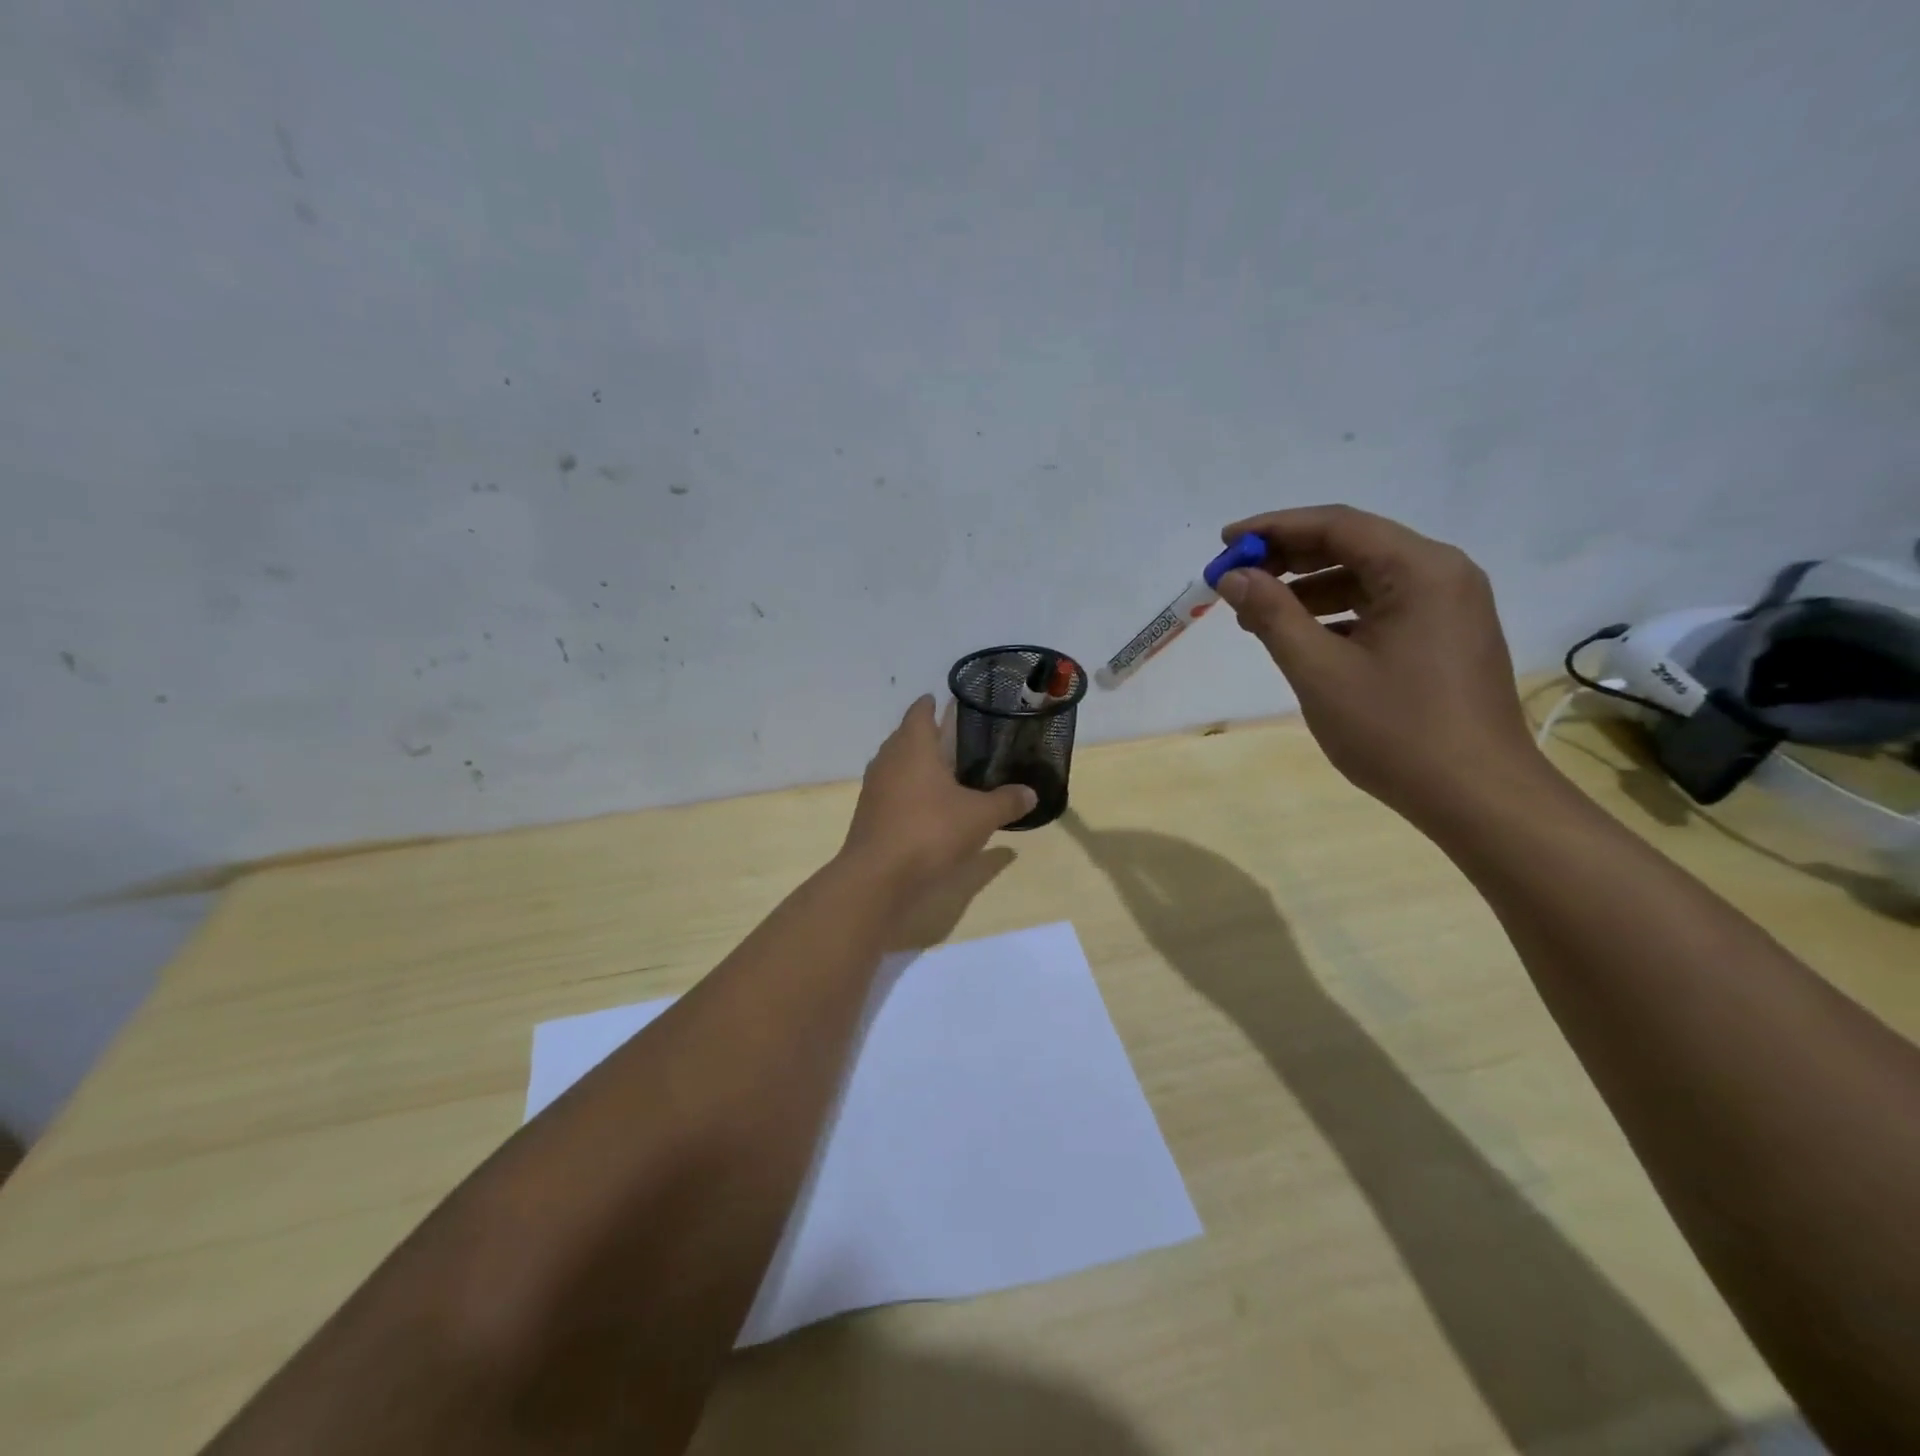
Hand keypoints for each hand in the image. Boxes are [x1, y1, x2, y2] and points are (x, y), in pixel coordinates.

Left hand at [841, 696, 1036, 892]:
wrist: (878, 875)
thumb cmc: (931, 831)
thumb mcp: (979, 817)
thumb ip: (1006, 802)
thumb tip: (1031, 793)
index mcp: (914, 747)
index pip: (919, 714)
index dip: (929, 705)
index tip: (938, 699)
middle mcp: (888, 760)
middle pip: (904, 737)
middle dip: (922, 734)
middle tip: (947, 736)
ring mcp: (873, 788)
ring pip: (894, 764)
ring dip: (912, 763)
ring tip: (938, 769)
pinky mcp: (868, 814)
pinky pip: (889, 791)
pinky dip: (905, 790)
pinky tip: (923, 805)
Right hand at [1214, 505, 1548, 827]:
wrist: (1478, 796)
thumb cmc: (1395, 730)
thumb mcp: (1319, 671)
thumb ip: (1273, 615)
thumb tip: (1233, 576)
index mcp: (1420, 570)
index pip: (1337, 525)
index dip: (1274, 529)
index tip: (1224, 542)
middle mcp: (1442, 574)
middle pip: (1353, 545)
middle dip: (1288, 559)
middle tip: (1235, 579)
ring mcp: (1449, 606)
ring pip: (1365, 578)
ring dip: (1308, 589)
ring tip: (1255, 615)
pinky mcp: (1445, 637)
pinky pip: (1381, 607)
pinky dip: (1336, 614)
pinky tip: (1300, 637)